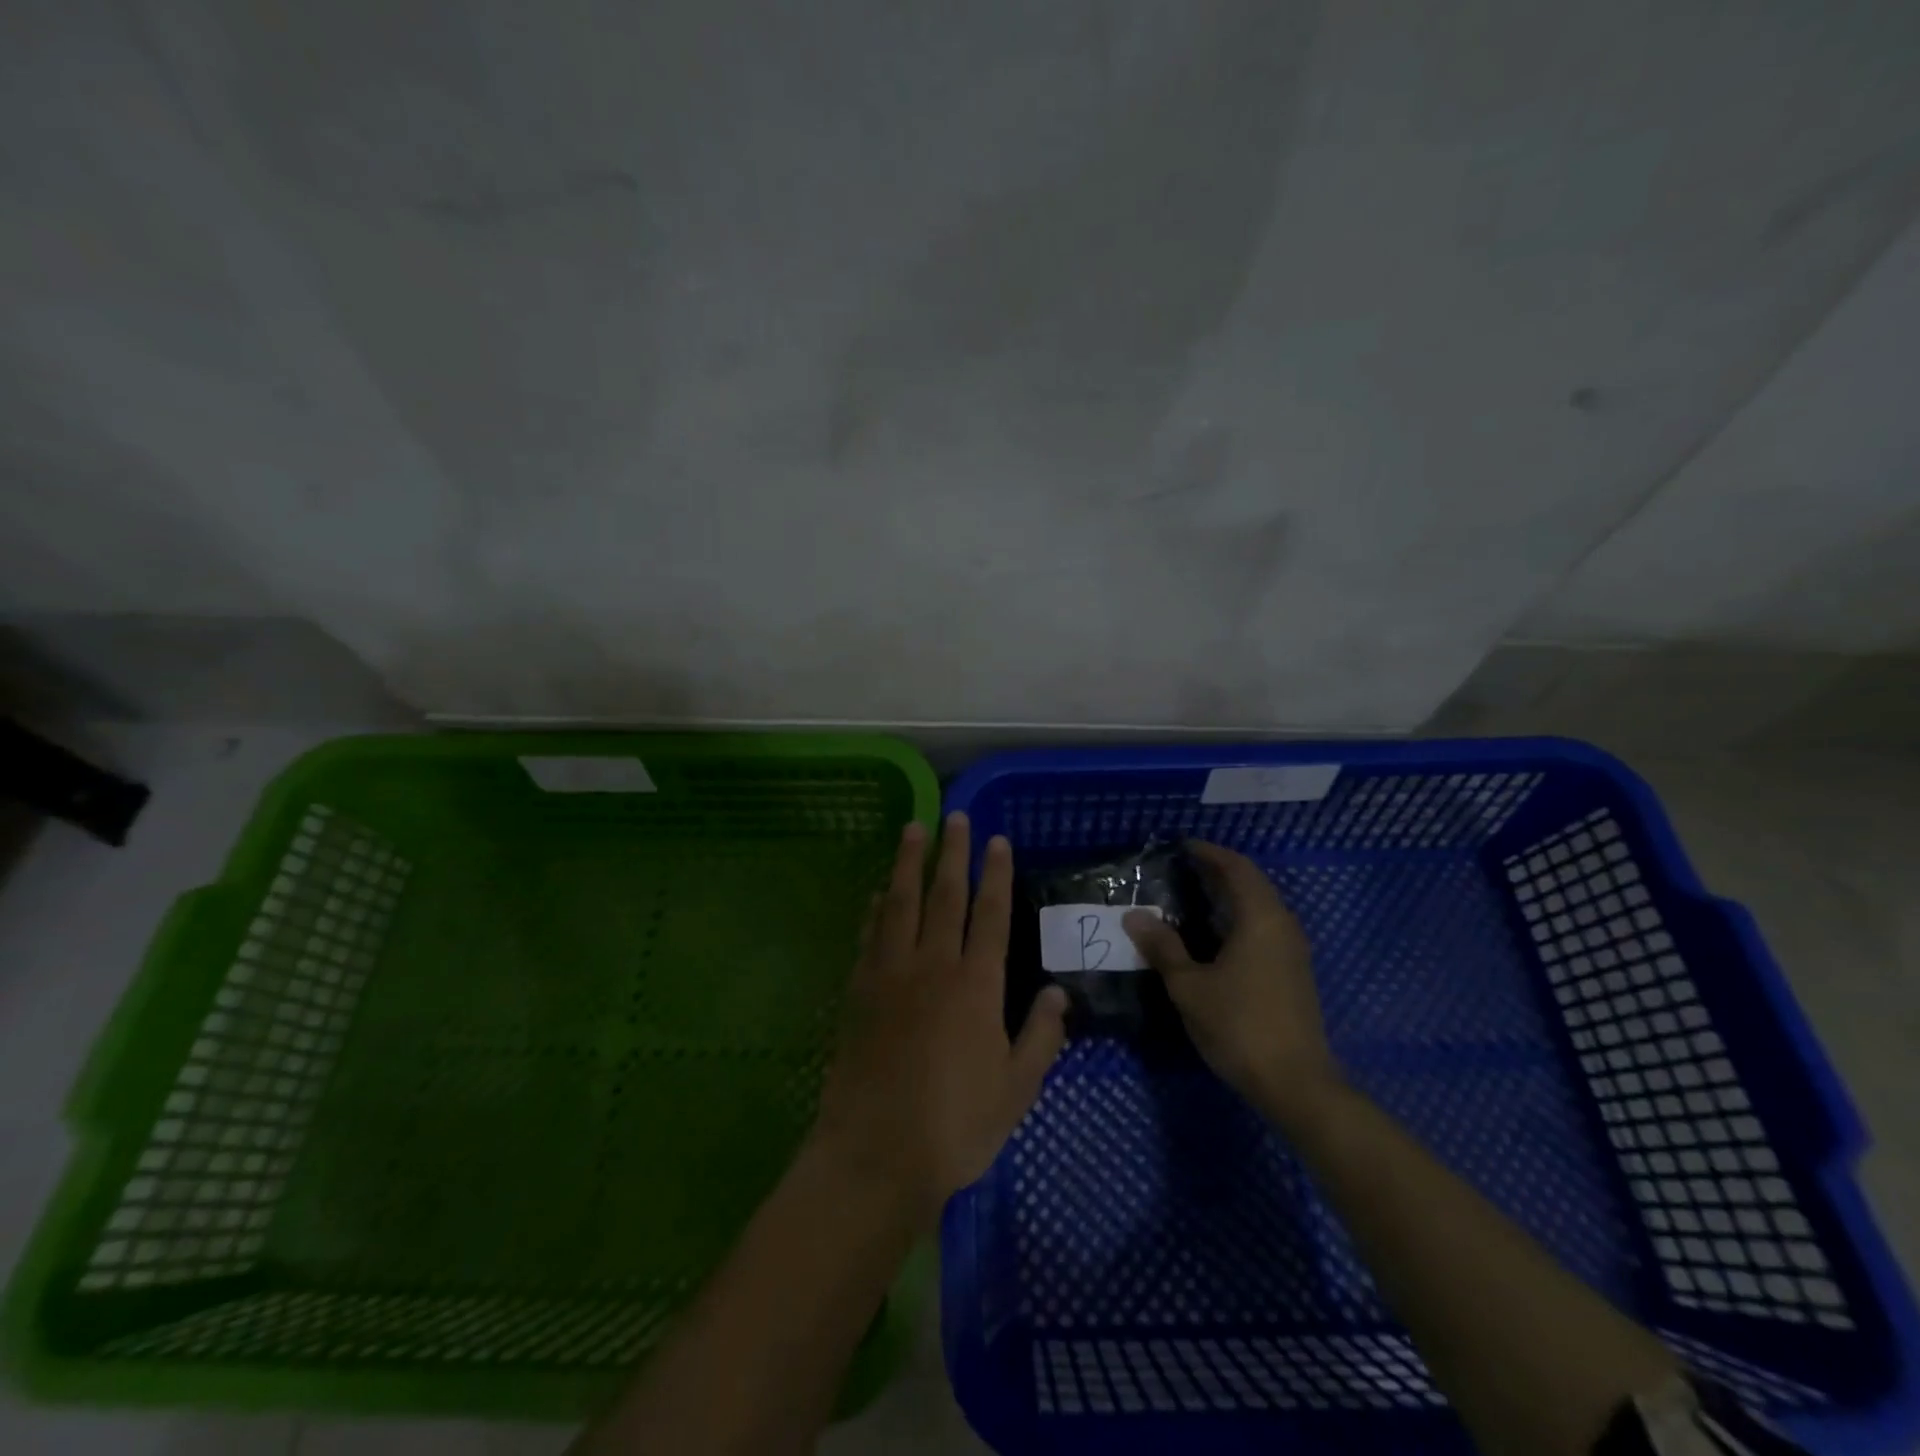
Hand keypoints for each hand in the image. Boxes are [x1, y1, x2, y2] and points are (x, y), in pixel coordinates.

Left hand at [813, 814, 1069, 1226]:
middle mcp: (934, 966)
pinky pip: (869, 935)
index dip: (995, 875)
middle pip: (945, 896)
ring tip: (913, 829)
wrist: (876, 1153)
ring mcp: (891, 974)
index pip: (991, 915)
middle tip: (955, 816)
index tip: (996, 841)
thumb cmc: (955, 1126)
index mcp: (977, 986)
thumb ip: (1040, 1037)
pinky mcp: (859, 990)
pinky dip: (876, 908)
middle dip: (953, 853)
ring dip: (908, 863)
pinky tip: (878, 892)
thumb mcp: (1016, 1090)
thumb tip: (1059, 993)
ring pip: (902, 904)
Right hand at [1123, 841, 1340, 1126]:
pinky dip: (1239, 918)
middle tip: (1182, 869)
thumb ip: (1163, 947)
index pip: (1237, 868)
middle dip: (1219, 871)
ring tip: (1192, 897)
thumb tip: (1135, 916)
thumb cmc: (1239, 1026)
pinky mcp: (1293, 974)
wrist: (1296, 1084)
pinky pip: (1265, 928)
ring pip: (1261, 907)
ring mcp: (1293, 951)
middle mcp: (1283, 926)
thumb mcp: (1190, 986)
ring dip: (1230, 896)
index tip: (1182, 847)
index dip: (1210, 853)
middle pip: (1252, 884)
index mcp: (1261, 919)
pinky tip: (1214, 936)